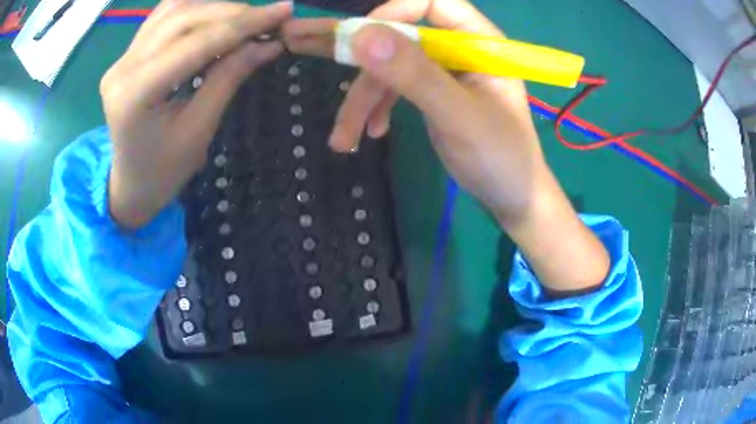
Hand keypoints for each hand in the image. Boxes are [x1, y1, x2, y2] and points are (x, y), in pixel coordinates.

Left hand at [101, 0, 292, 228]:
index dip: (243, 23)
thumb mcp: (199, 130)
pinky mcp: (127, 54)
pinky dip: (195, 9)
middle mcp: (123, 66)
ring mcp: (122, 57)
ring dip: (215, 7)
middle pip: (184, 17)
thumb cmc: (163, 172)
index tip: (283, 11)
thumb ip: (229, 77)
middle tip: (269, 18)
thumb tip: (268, 43)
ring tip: (245, 18)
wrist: (130, 184)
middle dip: (232, 13)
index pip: (196, 42)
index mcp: (136, 94)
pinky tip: (216, 17)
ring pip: (174, 9)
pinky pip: (164, 16)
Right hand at [284, 0, 609, 294]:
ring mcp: (444, 71)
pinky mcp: (433, 93)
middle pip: (401, 35)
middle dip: (360, 61)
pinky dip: (378, 108)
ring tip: (343, 138)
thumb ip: (415, 75)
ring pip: (392, 67)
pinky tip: (370, 133)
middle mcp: (459, 49)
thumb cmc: (500, 159)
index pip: (431, 4)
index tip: (359, 42)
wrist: (513, 199)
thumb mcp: (458, 117)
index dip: (392, 12)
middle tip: (306, 58)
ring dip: (363, 100)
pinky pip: (396, 88)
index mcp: (478, 42)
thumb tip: (362, 36)